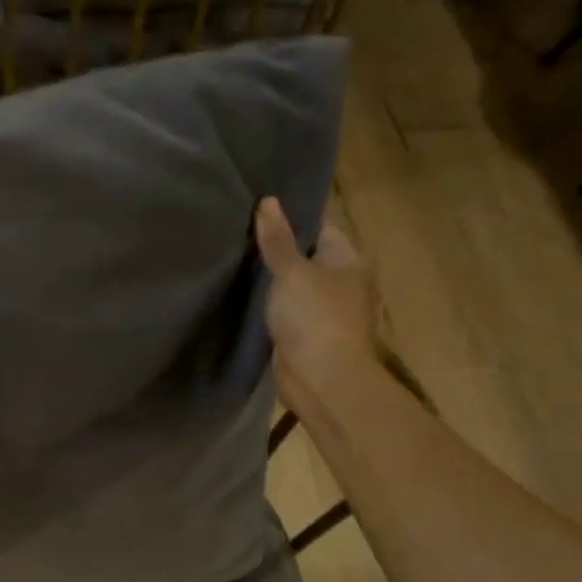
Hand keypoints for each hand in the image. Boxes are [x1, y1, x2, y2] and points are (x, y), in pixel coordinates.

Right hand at [253, 197, 384, 415]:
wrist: (322, 379)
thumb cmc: (314, 318)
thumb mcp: (292, 272)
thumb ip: (277, 240)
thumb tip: (267, 201)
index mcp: (348, 261)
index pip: (319, 228)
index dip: (290, 219)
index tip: (256, 211)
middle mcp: (341, 283)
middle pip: (305, 257)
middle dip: (275, 250)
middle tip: (236, 234)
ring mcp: (323, 312)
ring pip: (292, 287)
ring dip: (269, 281)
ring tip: (233, 260)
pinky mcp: (305, 335)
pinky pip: (284, 311)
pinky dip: (267, 306)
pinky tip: (241, 296)